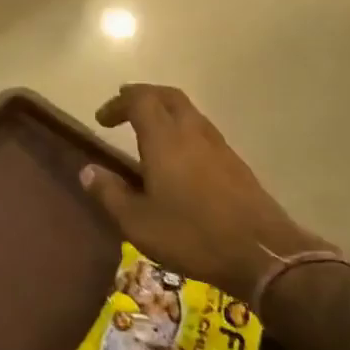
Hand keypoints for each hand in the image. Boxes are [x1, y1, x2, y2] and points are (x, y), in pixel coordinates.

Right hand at [81, 84, 334, 301]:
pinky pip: (202, 131)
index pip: (140, 100)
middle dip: (143, 96)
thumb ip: (109, 193)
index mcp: (165, 139)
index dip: (118, 103)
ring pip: (189, 112)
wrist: (261, 253)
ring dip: (165, 111)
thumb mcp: (137, 222)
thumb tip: (87, 170)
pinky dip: (183, 130)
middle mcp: (193, 132)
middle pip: (168, 96)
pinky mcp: (235, 163)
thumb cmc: (191, 235)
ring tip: (148, 130)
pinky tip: (177, 157)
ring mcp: (218, 146)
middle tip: (124, 108)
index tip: (102, 120)